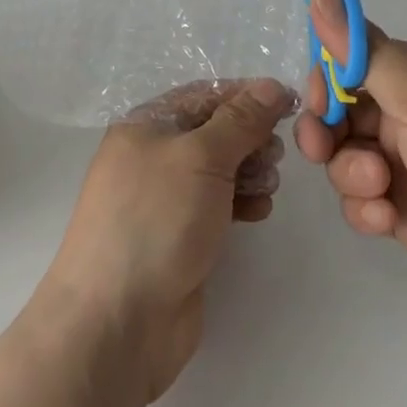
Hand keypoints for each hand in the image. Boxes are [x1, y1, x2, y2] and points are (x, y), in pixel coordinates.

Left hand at [41, 79, 290, 402]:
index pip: (204, 95)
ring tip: (269, 183)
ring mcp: (164, 199)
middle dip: (249, 136)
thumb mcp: (201, 157)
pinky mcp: (178, 236)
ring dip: (249, 169)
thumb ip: (240, 120)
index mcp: (145, 125)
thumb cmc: (155, 220)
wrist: (117, 320)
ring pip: (218, 168)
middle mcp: (151, 155)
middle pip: (212, 131)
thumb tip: (271, 86)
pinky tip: (259, 210)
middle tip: (276, 153)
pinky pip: (216, 204)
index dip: (246, 96)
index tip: (289, 104)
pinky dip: (240, 201)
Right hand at [294, 0, 406, 331]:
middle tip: (321, 146)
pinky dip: (366, 209)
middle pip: (342, 113)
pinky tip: (387, 220)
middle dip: (326, 129)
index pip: (354, 63)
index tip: (316, 99)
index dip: (327, 78)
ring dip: (350, 172)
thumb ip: (365, 53)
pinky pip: (363, 201)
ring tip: (379, 188)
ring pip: (347, 158)